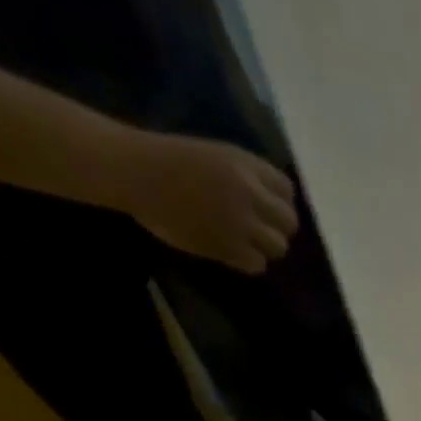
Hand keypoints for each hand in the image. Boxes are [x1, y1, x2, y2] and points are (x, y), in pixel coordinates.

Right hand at [115, 132, 297, 272]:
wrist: (132, 171)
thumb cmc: (167, 159)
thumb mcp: (214, 156)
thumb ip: (246, 177)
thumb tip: (270, 205)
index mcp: (245, 164)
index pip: (286, 191)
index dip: (280, 203)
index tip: (267, 209)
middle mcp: (249, 192)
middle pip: (289, 223)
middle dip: (277, 228)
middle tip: (258, 230)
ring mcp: (241, 221)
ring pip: (278, 247)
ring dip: (265, 247)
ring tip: (245, 242)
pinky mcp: (229, 246)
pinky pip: (257, 264)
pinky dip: (248, 261)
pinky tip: (231, 251)